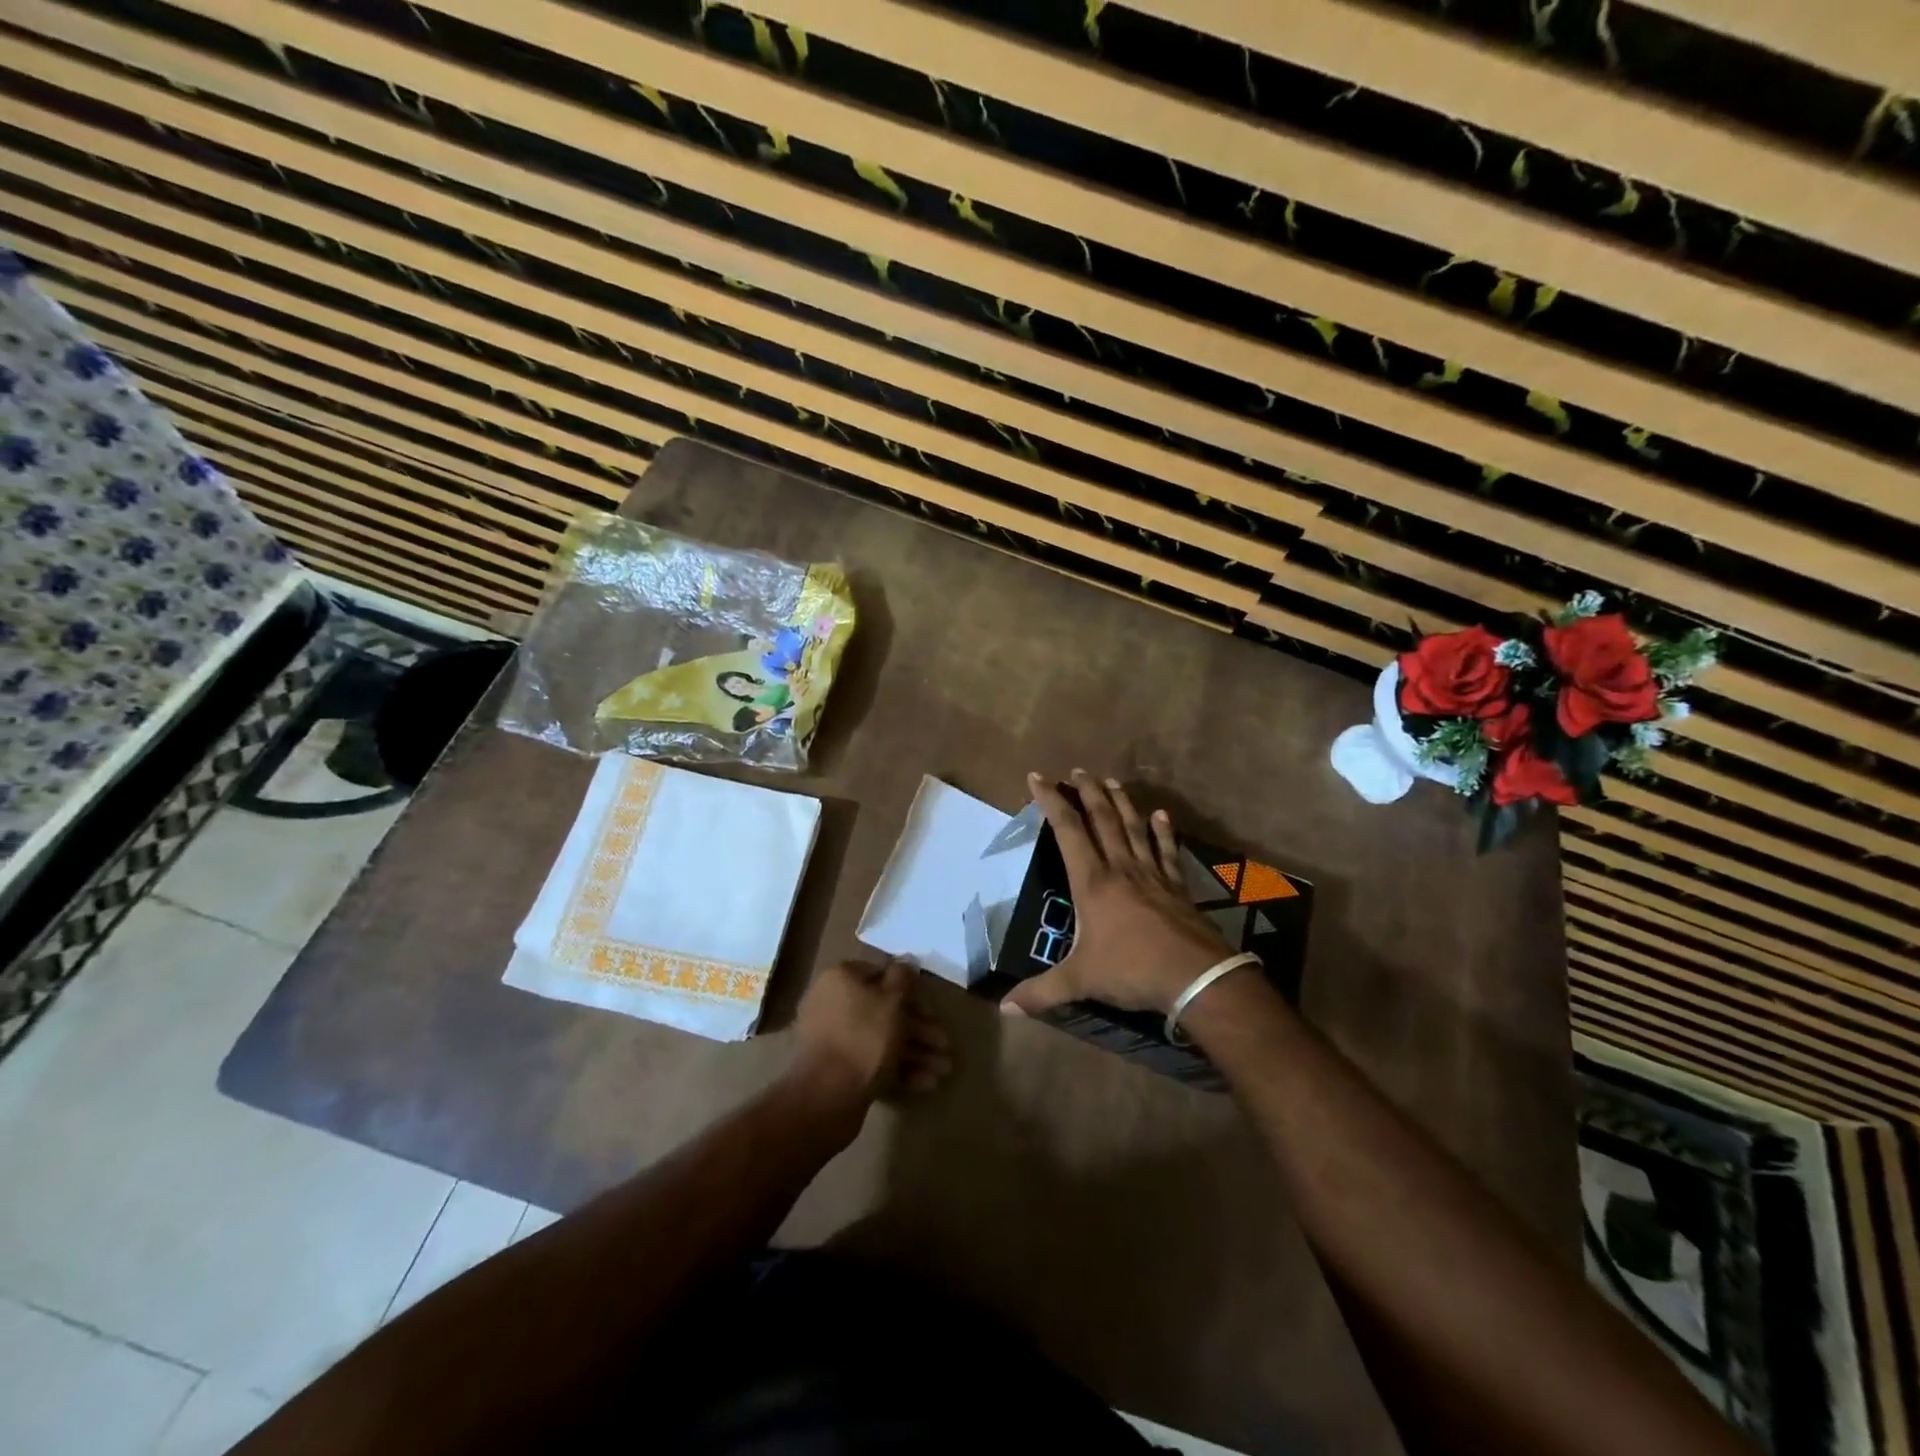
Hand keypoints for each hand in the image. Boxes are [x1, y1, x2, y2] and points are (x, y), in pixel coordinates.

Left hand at [788, 960, 952, 1130]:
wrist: (827, 1096)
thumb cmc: (864, 1037)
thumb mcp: (892, 1000)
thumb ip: (903, 978)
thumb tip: (906, 962)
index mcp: (841, 980)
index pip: (880, 974)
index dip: (908, 989)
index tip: (930, 1005)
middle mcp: (833, 1005)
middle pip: (884, 1011)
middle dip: (919, 1029)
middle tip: (945, 1045)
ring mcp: (834, 1040)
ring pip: (881, 1039)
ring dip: (915, 1052)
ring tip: (943, 1072)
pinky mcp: (838, 1071)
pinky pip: (872, 1062)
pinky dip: (898, 1070)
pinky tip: (926, 1084)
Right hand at [1001, 770, 1232, 1018]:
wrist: (1195, 977)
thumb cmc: (1131, 971)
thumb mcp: (1080, 981)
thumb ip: (1041, 993)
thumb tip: (1003, 1008)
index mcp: (1093, 882)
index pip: (1068, 830)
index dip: (1051, 801)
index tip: (1038, 777)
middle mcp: (1121, 868)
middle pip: (1102, 819)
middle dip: (1087, 792)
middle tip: (1078, 770)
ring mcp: (1152, 874)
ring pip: (1133, 828)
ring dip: (1121, 802)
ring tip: (1111, 781)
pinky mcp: (1176, 886)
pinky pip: (1166, 851)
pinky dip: (1162, 831)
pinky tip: (1160, 815)